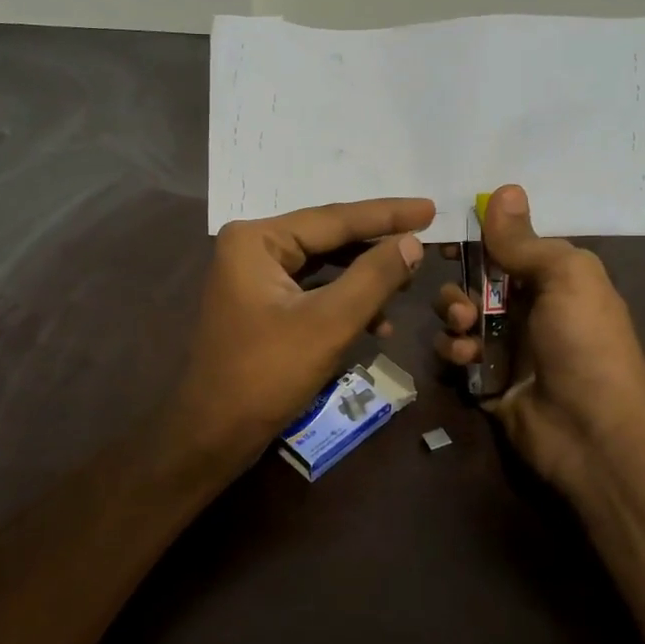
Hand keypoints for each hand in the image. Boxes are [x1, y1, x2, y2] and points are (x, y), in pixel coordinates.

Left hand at [167, 198, 433, 469]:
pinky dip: (345, 303)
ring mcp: (254, 278)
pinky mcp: (261, 305)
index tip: (431, 208)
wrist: (213, 435)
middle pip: (328, 238)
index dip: (387, 215)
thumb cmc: (266, 374)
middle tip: (426, 240)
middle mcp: (251, 248)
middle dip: (377, 246)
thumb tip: (411, 242)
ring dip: (365, 279)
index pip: (334, 218)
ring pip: (324, 266)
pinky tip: (378, 323)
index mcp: (257, 240)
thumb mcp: (328, 323)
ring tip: (408, 283)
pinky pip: (313, 291)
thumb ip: (373, 277)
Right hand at [433, 185, 644, 504]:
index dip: (478, 240)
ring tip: (466, 331)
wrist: (591, 433)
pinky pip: (453, 352)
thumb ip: (525, 240)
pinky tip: (468, 359)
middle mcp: (527, 307)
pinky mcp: (484, 378)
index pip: (507, 247)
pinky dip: (453, 351)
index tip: (449, 237)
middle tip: (463, 302)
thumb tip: (504, 189)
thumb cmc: (585, 344)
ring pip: (457, 314)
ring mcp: (505, 345)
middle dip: (459, 284)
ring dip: (453, 316)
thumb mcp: (566, 278)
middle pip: (474, 279)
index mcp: (553, 278)